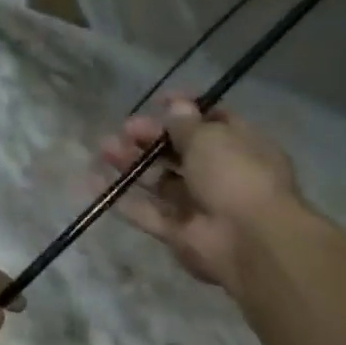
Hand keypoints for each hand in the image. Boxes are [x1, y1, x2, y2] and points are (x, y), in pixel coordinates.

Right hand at [104, 97, 312, 295]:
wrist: (251, 243)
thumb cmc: (235, 176)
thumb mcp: (210, 138)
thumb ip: (186, 124)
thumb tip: (177, 107)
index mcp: (241, 148)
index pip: (213, 122)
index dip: (186, 110)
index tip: (158, 101)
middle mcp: (222, 176)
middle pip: (180, 152)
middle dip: (150, 137)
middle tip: (125, 130)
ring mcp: (201, 206)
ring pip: (160, 180)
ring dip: (133, 163)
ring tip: (105, 149)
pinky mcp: (180, 233)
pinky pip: (147, 212)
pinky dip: (123, 198)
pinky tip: (95, 181)